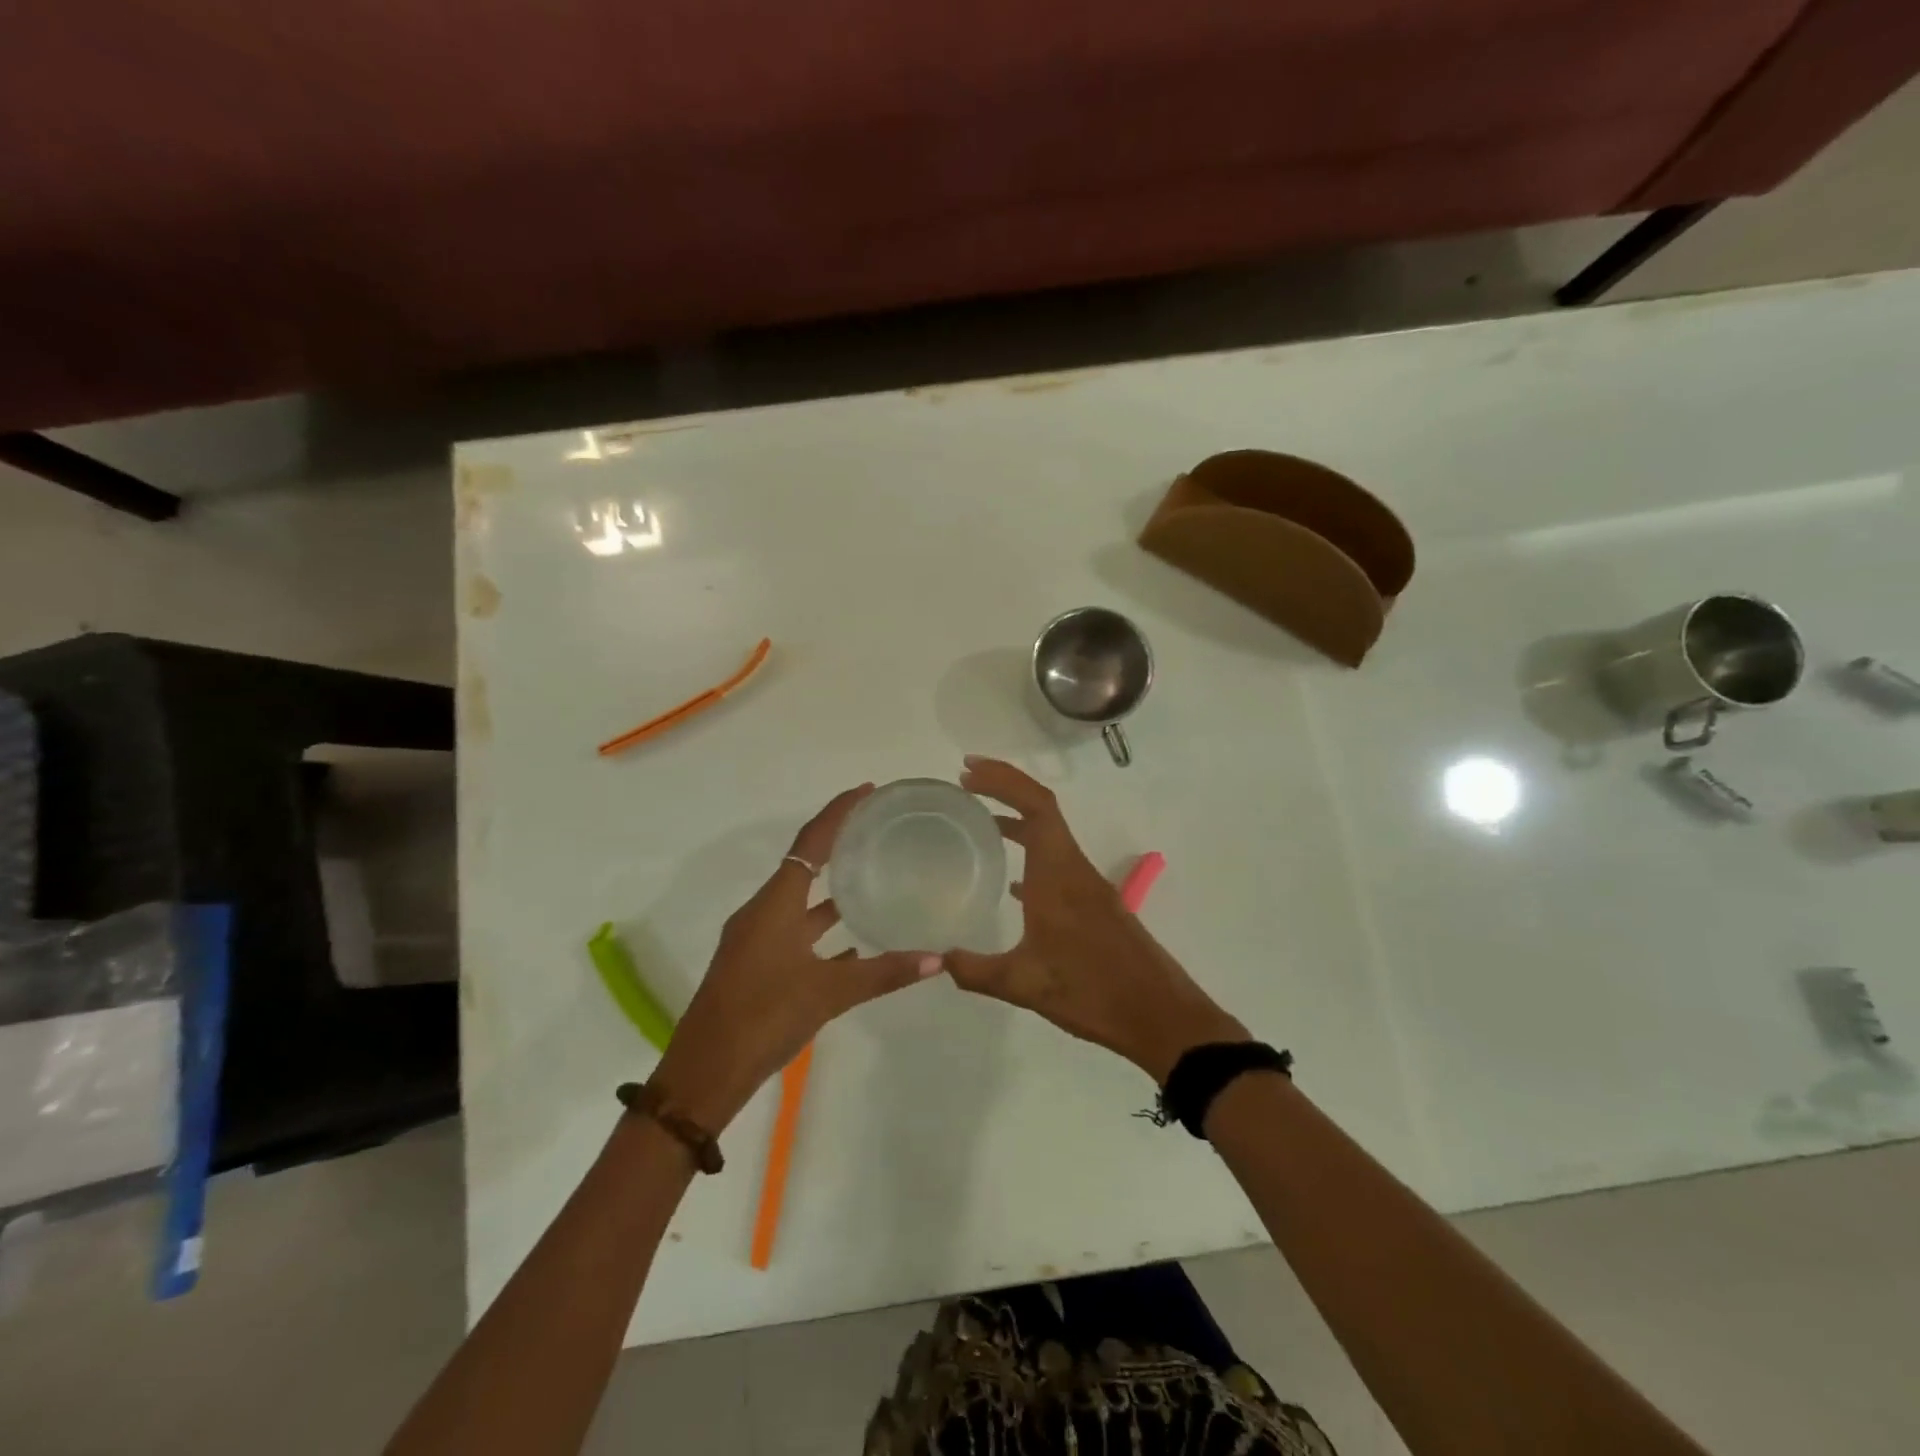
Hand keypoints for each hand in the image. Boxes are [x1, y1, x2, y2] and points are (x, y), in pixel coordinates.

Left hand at [651, 785, 940, 1128]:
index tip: (867, 791)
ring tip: (871, 876)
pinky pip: (795, 932)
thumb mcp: (828, 994)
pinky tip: (853, 943)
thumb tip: (937, 959)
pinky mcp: (755, 965)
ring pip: (799, 901)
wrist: (703, 1075)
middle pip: (804, 864)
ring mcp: (756, 940)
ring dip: (831, 888)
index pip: (811, 844)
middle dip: (837, 842)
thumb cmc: (763, 1019)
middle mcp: (762, 912)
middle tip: (875, 826)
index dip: (838, 812)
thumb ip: (883, 973)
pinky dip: (822, 929)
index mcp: (775, 905)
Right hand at [944, 757, 1246, 1081]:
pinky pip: (1057, 863)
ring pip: (1051, 835)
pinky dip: (1031, 854)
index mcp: (1058, 875)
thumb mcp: (1024, 985)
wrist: (1160, 1016)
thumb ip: (975, 970)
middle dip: (1005, 787)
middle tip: (966, 781)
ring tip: (980, 821)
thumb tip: (934, 960)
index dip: (1003, 780)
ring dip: (1018, 819)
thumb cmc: (1093, 992)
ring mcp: (1088, 886)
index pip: (1036, 806)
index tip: (968, 772)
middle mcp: (1074, 869)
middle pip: (1042, 809)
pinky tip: (1011, 882)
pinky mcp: (1094, 905)